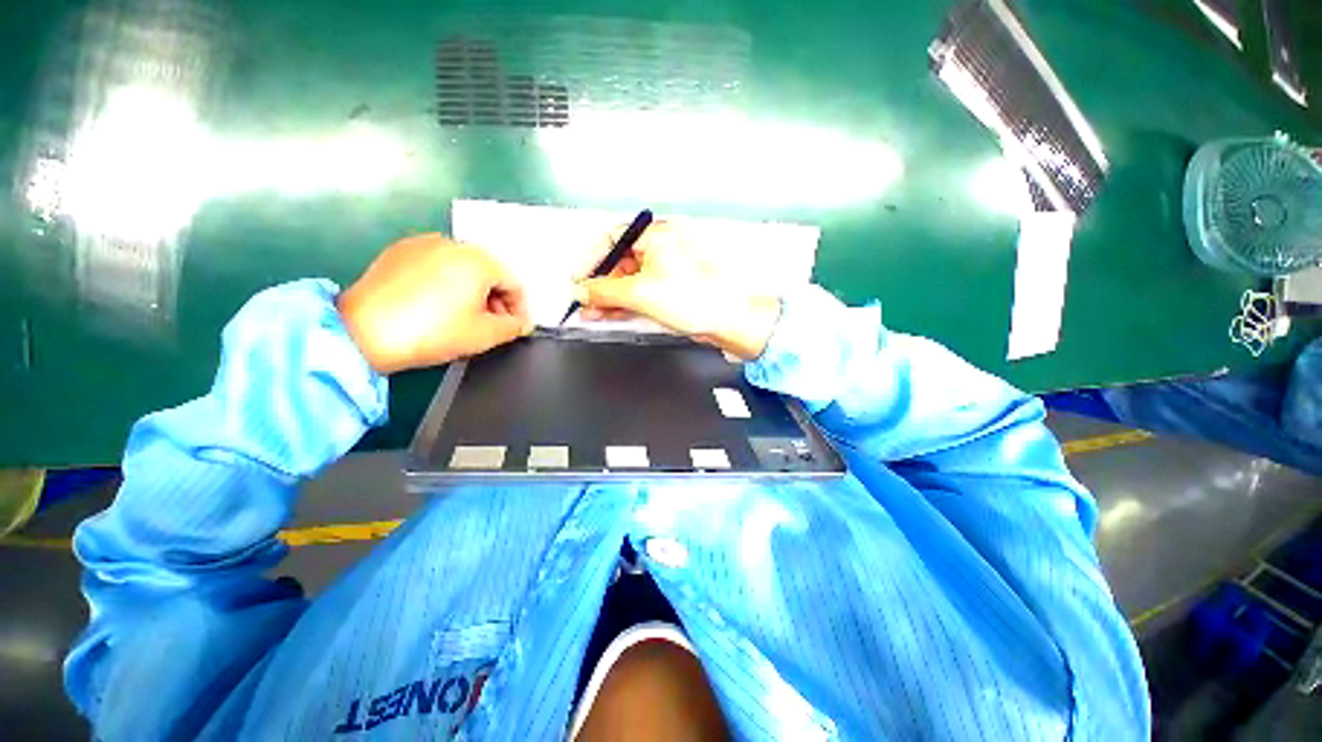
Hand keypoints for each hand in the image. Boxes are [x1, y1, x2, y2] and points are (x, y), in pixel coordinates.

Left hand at [337, 234, 531, 373]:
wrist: (362, 332)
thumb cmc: (433, 332)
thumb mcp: (485, 335)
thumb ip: (514, 327)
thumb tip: (521, 323)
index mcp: (479, 260)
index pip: (515, 284)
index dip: (520, 309)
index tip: (515, 328)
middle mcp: (454, 243)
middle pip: (490, 272)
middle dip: (496, 299)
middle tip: (490, 324)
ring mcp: (423, 243)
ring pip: (463, 267)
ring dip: (472, 291)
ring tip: (462, 317)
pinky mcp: (399, 251)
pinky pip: (437, 264)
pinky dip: (446, 283)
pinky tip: (436, 305)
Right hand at [575, 221, 780, 359]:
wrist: (727, 321)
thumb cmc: (698, 299)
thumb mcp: (641, 293)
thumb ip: (604, 291)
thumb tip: (582, 290)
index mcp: (657, 235)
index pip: (612, 239)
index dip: (592, 260)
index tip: (578, 279)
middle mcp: (661, 248)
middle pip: (619, 262)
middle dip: (598, 284)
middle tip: (583, 301)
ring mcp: (666, 270)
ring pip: (628, 280)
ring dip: (608, 297)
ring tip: (591, 312)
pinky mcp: (669, 289)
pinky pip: (640, 292)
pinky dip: (623, 303)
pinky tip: (609, 314)